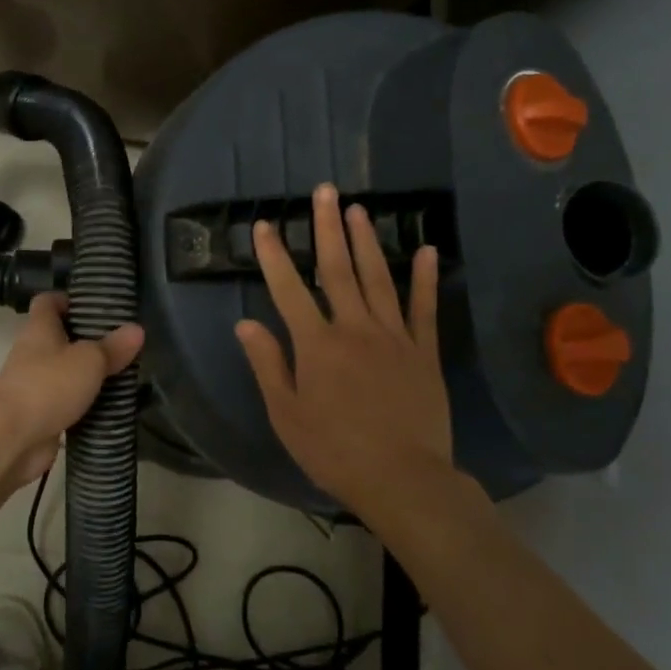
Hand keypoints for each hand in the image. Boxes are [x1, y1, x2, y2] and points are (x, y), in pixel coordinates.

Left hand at [0, 292, 143, 499]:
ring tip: (126, 372)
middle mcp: (34, 353)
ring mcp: (36, 385)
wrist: (10, 440)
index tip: (98, 304)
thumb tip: (137, 329)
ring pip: (66, 371)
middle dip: (89, 339)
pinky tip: (112, 405)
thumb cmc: (47, 386)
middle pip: (60, 337)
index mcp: (40, 329)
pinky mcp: (41, 415)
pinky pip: (68, 402)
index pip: (48, 302)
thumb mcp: (88, 360)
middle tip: (123, 341)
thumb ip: (112, 346)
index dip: (70, 299)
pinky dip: (87, 404)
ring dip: (90, 374)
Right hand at [235, 184, 465, 515]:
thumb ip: (268, 365)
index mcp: (317, 345)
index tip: (266, 225)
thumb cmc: (335, 451)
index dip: (274, 255)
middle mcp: (355, 329)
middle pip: (338, 270)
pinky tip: (424, 250)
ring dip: (367, 242)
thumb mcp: (286, 414)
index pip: (289, 290)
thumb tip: (246, 324)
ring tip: (359, 210)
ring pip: (378, 279)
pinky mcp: (423, 352)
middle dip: (328, 228)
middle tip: (326, 191)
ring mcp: (394, 337)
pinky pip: (424, 308)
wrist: (402, 479)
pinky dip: (424, 279)